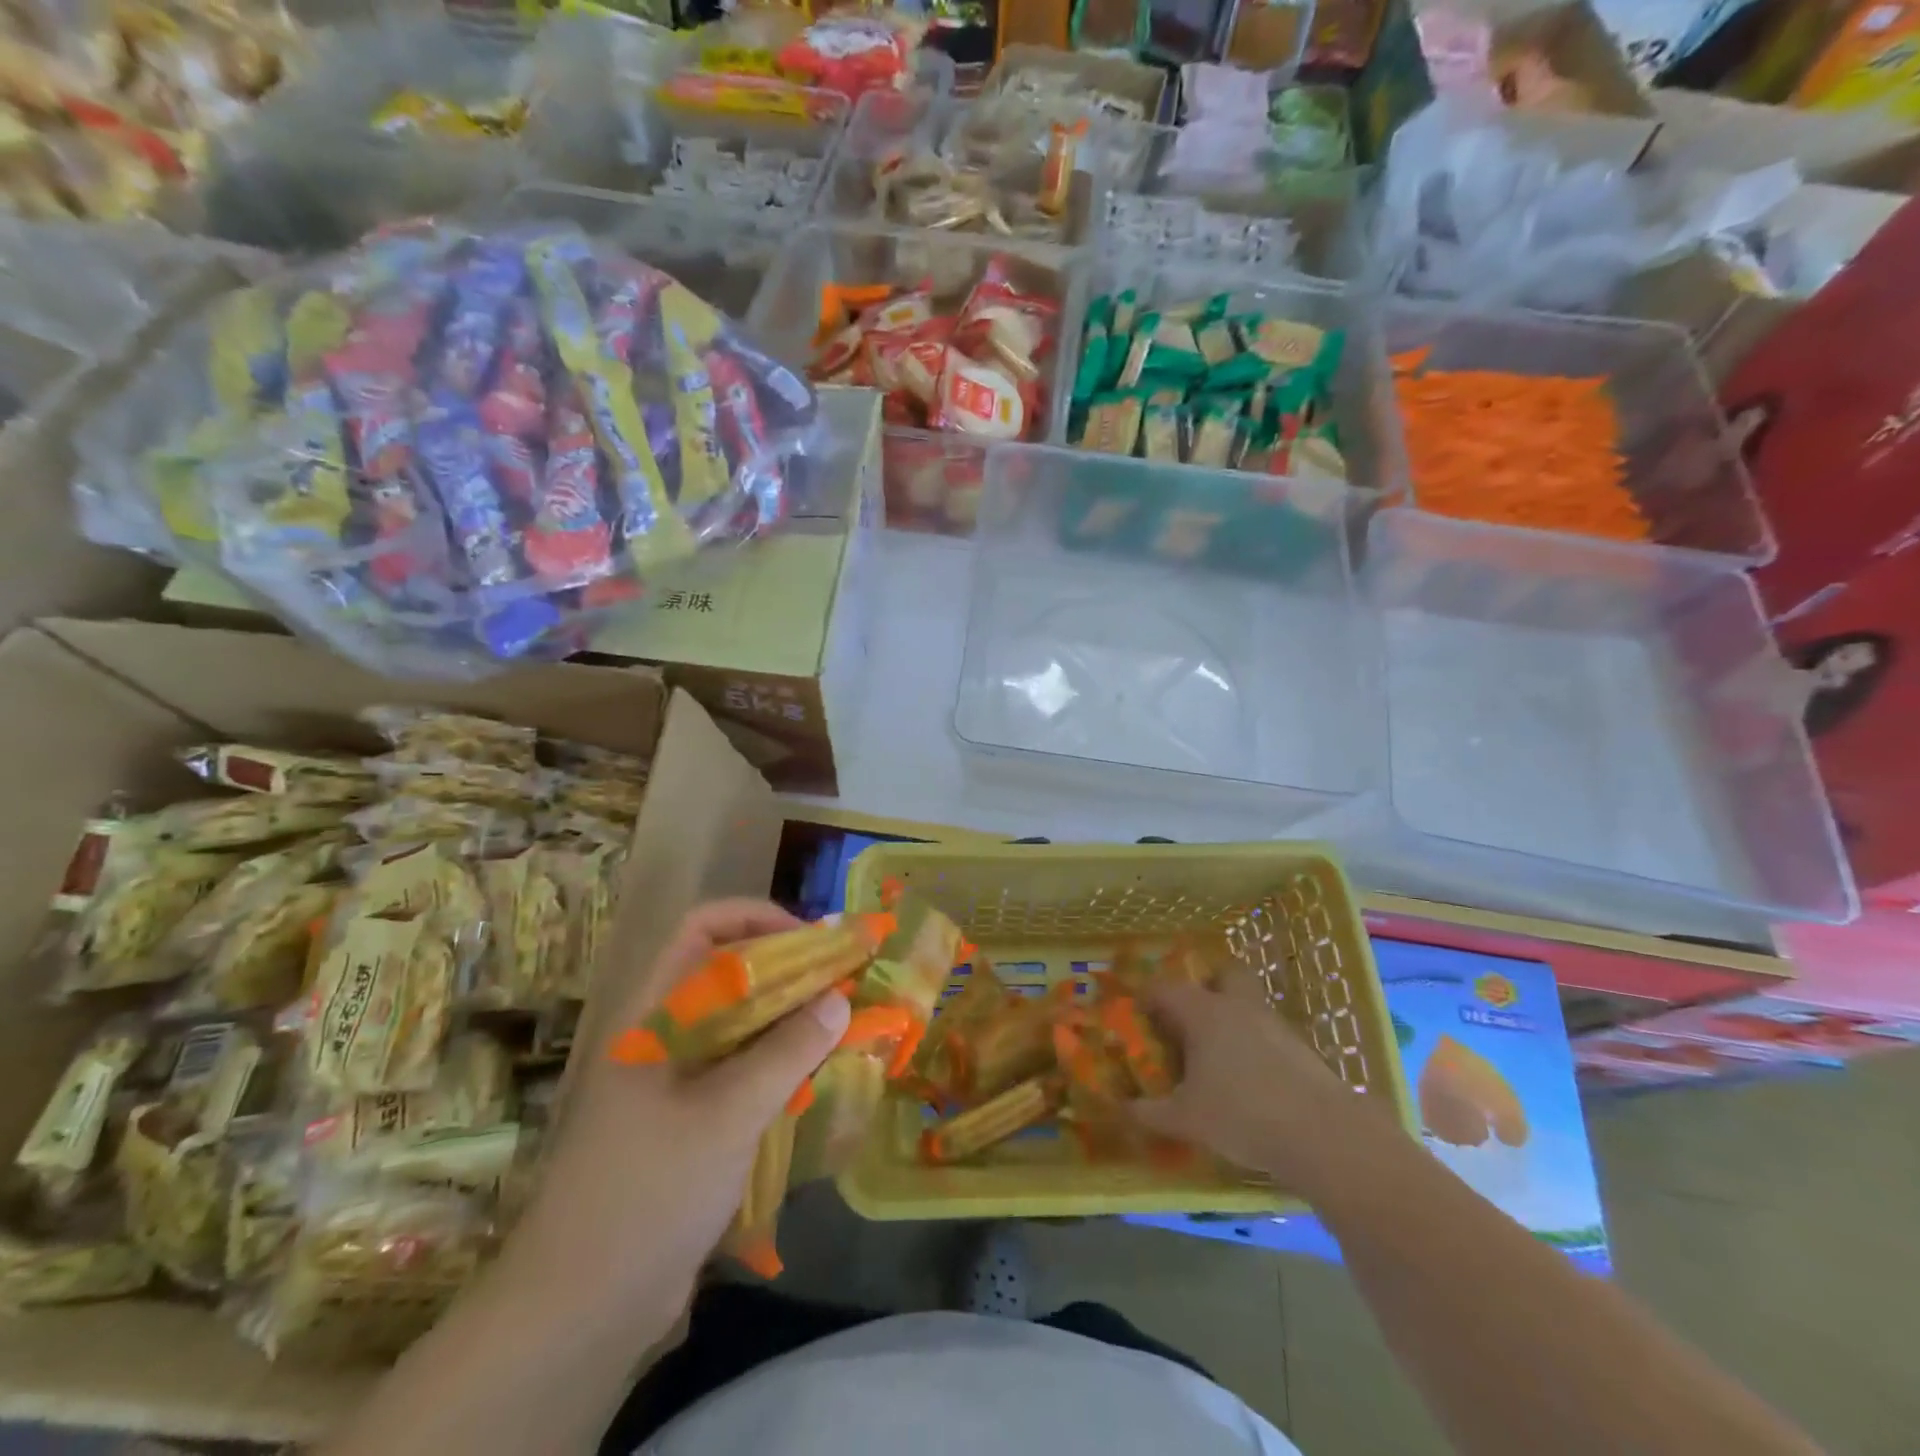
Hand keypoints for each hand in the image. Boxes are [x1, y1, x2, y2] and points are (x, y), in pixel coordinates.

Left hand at [505, 900, 849, 1323]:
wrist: (581, 1312)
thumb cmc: (649, 1192)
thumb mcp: (727, 1114)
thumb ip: (787, 1052)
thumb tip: (839, 1002)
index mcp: (654, 1014)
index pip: (702, 928)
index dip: (758, 919)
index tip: (813, 941)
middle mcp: (664, 1035)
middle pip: (729, 974)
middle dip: (788, 970)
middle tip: (843, 983)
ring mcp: (674, 1080)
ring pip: (740, 1025)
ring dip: (789, 1020)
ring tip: (842, 1027)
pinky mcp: (689, 1121)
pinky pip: (741, 1071)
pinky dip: (779, 1064)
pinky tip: (817, 1078)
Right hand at [1131, 980, 1394, 1197]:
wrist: (1324, 1135)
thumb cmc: (1242, 1115)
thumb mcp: (1186, 1120)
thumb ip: (1149, 1113)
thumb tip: (1121, 1109)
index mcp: (1203, 1013)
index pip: (1165, 988)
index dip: (1147, 998)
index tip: (1138, 1015)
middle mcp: (1237, 1006)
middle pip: (1222, 974)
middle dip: (1206, 987)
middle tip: (1190, 1019)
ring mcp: (1274, 1024)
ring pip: (1248, 1003)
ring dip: (1232, 1018)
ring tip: (1218, 1057)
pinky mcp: (1301, 1047)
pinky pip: (1269, 1032)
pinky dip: (1256, 1045)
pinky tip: (1251, 1079)